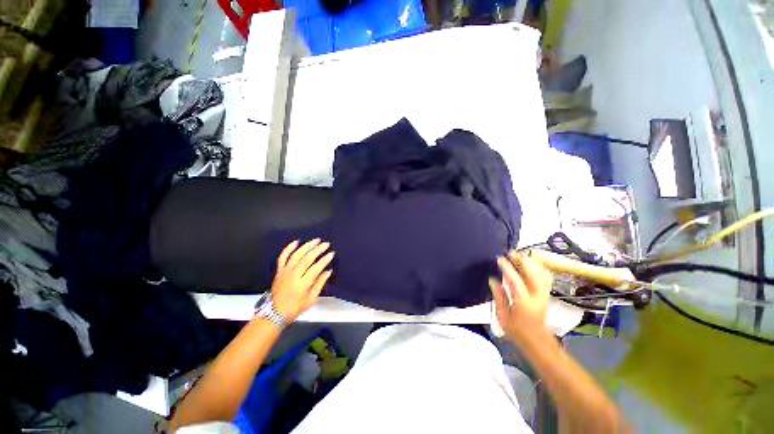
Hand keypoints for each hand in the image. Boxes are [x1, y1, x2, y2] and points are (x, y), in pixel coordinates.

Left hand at [270, 239, 334, 321]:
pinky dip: (289, 248)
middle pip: (307, 259)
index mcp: (302, 284)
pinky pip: (283, 256)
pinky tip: (296, 242)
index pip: (316, 268)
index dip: (324, 260)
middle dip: (318, 250)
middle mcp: (293, 275)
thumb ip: (320, 284)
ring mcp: (285, 271)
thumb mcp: (311, 300)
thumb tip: (328, 271)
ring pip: (297, 255)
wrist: (274, 313)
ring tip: (316, 240)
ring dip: (307, 246)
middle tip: (326, 244)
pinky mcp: (279, 270)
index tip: (331, 254)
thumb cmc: (294, 308)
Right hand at [489, 252, 552, 342]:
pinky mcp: (545, 294)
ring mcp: (543, 295)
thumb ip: (499, 296)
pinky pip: (543, 278)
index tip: (500, 259)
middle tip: (510, 253)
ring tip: (518, 255)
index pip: (515, 281)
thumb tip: (493, 279)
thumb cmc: (517, 330)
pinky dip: (537, 268)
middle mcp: (536, 297)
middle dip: (522, 261)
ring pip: (540, 274)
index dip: (507, 268)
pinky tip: (529, 264)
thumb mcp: (502, 316)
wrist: (537, 341)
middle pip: (532, 274)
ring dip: (530, 263)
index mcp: (523, 302)